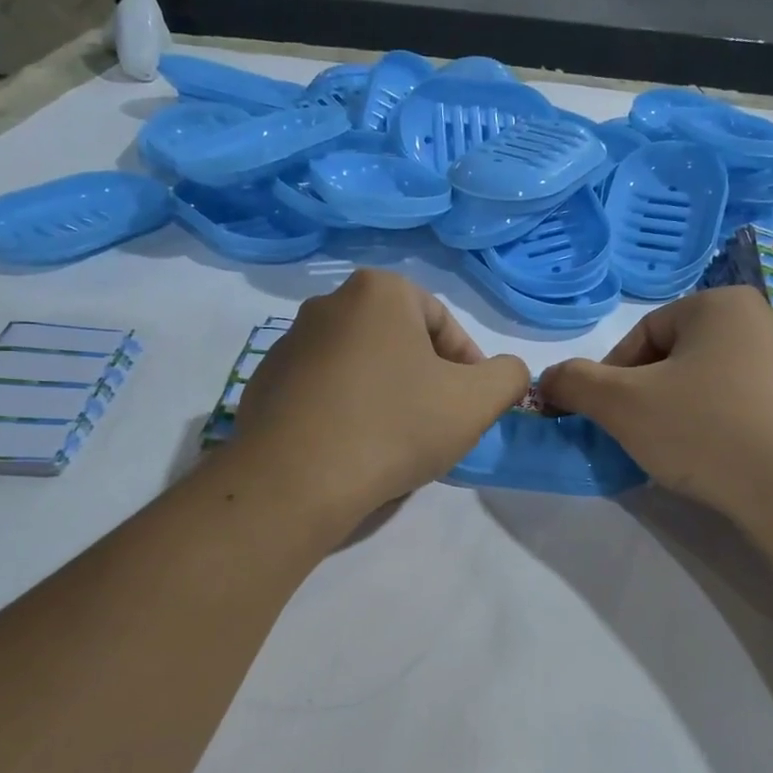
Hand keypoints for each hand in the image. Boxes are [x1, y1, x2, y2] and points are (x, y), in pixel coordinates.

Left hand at [230, 269, 529, 527]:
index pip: (444, 324)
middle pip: (400, 343)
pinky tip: (354, 451)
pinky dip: (346, 412)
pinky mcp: (265, 383)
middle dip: (426, 380)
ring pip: (361, 367)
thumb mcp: (476, 402)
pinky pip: (324, 392)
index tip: (471, 408)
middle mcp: (328, 303)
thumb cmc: (395, 427)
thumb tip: (506, 372)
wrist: (295, 481)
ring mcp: (289, 343)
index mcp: (379, 292)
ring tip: (395, 444)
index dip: (468, 367)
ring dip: (387, 397)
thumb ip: (508, 376)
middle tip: (437, 426)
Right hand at [539, 287, 772, 529]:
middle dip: (644, 397)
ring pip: (705, 386)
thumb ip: (575, 383)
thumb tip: (547, 379)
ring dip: (676, 415)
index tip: (604, 415)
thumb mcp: (622, 404)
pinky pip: (738, 410)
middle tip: (634, 435)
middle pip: (674, 358)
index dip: (611, 375)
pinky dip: (712, 431)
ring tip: (671, 453)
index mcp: (720, 304)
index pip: (643, 332)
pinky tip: (709, 462)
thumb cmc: (704, 428)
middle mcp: (760, 323)